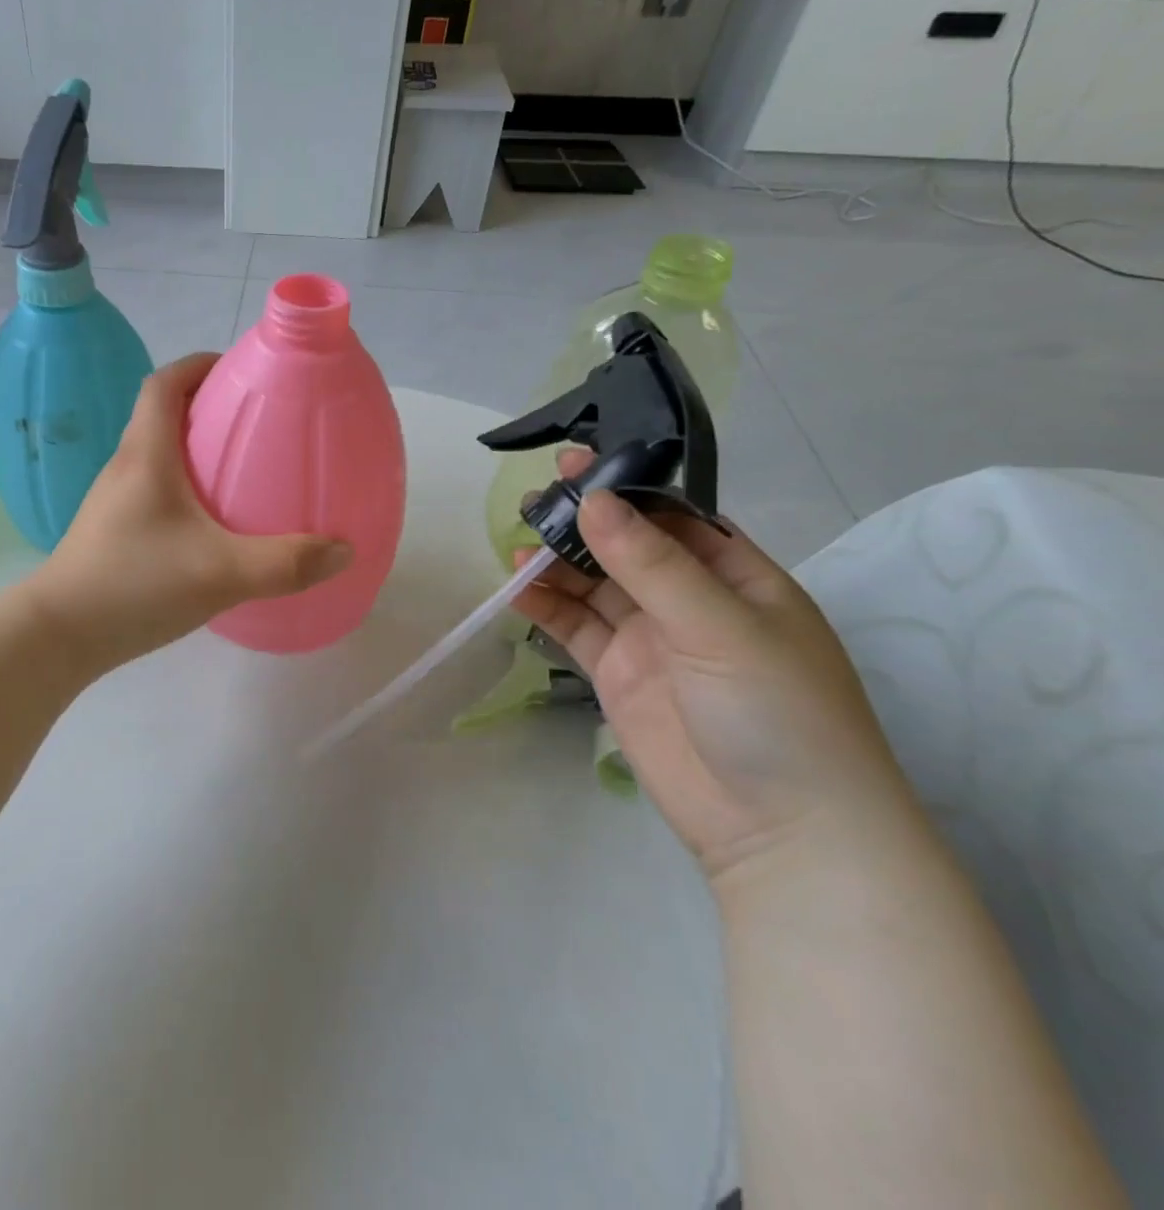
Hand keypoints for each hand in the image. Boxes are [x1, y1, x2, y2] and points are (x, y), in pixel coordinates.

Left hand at [27, 353, 351, 671]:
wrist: (58, 635)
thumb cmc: (134, 585)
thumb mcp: (220, 573)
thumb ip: (286, 563)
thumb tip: (343, 550)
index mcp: (145, 454)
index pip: (164, 384)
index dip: (199, 365)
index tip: (240, 370)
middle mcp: (125, 467)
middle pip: (162, 415)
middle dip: (208, 407)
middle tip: (258, 422)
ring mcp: (114, 501)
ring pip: (158, 455)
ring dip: (196, 449)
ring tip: (242, 469)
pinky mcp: (114, 531)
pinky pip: (154, 490)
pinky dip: (185, 488)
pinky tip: (213, 525)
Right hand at [514, 451, 919, 883]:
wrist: (780, 833)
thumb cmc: (778, 714)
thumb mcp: (721, 627)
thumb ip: (652, 564)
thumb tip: (593, 500)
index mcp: (737, 579)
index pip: (674, 518)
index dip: (626, 490)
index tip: (577, 464)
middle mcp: (690, 601)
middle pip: (625, 546)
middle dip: (583, 522)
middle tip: (536, 498)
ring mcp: (650, 638)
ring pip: (593, 584)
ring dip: (557, 562)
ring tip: (518, 541)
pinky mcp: (616, 674)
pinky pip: (574, 626)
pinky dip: (544, 605)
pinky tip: (516, 587)